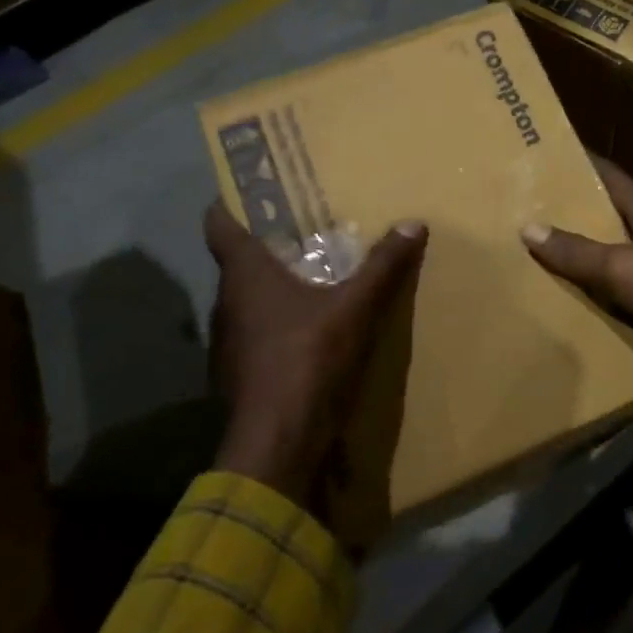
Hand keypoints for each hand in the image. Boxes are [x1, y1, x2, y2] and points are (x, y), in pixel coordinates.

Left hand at [203, 203, 426, 514]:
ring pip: (247, 301)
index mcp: (245, 276)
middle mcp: (227, 303)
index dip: (228, 203)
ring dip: (273, 288)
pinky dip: (277, 324)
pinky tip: (308, 332)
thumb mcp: (355, 309)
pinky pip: (256, 334)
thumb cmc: (308, 360)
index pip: (219, 225)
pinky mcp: (238, 374)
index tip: (247, 189)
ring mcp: (228, 343)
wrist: (277, 443)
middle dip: (267, 246)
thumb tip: (413, 223)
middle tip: (303, 230)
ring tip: (311, 278)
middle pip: (238, 263)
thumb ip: (382, 267)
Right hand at [520, 161, 632, 405]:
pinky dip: (625, 286)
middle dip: (589, 214)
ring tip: (568, 257)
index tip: (556, 156)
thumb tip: (529, 227)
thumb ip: (578, 252)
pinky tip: (605, 297)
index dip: (585, 166)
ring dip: (608, 253)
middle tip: (547, 214)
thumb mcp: (623, 269)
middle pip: (624, 215)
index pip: (614, 178)